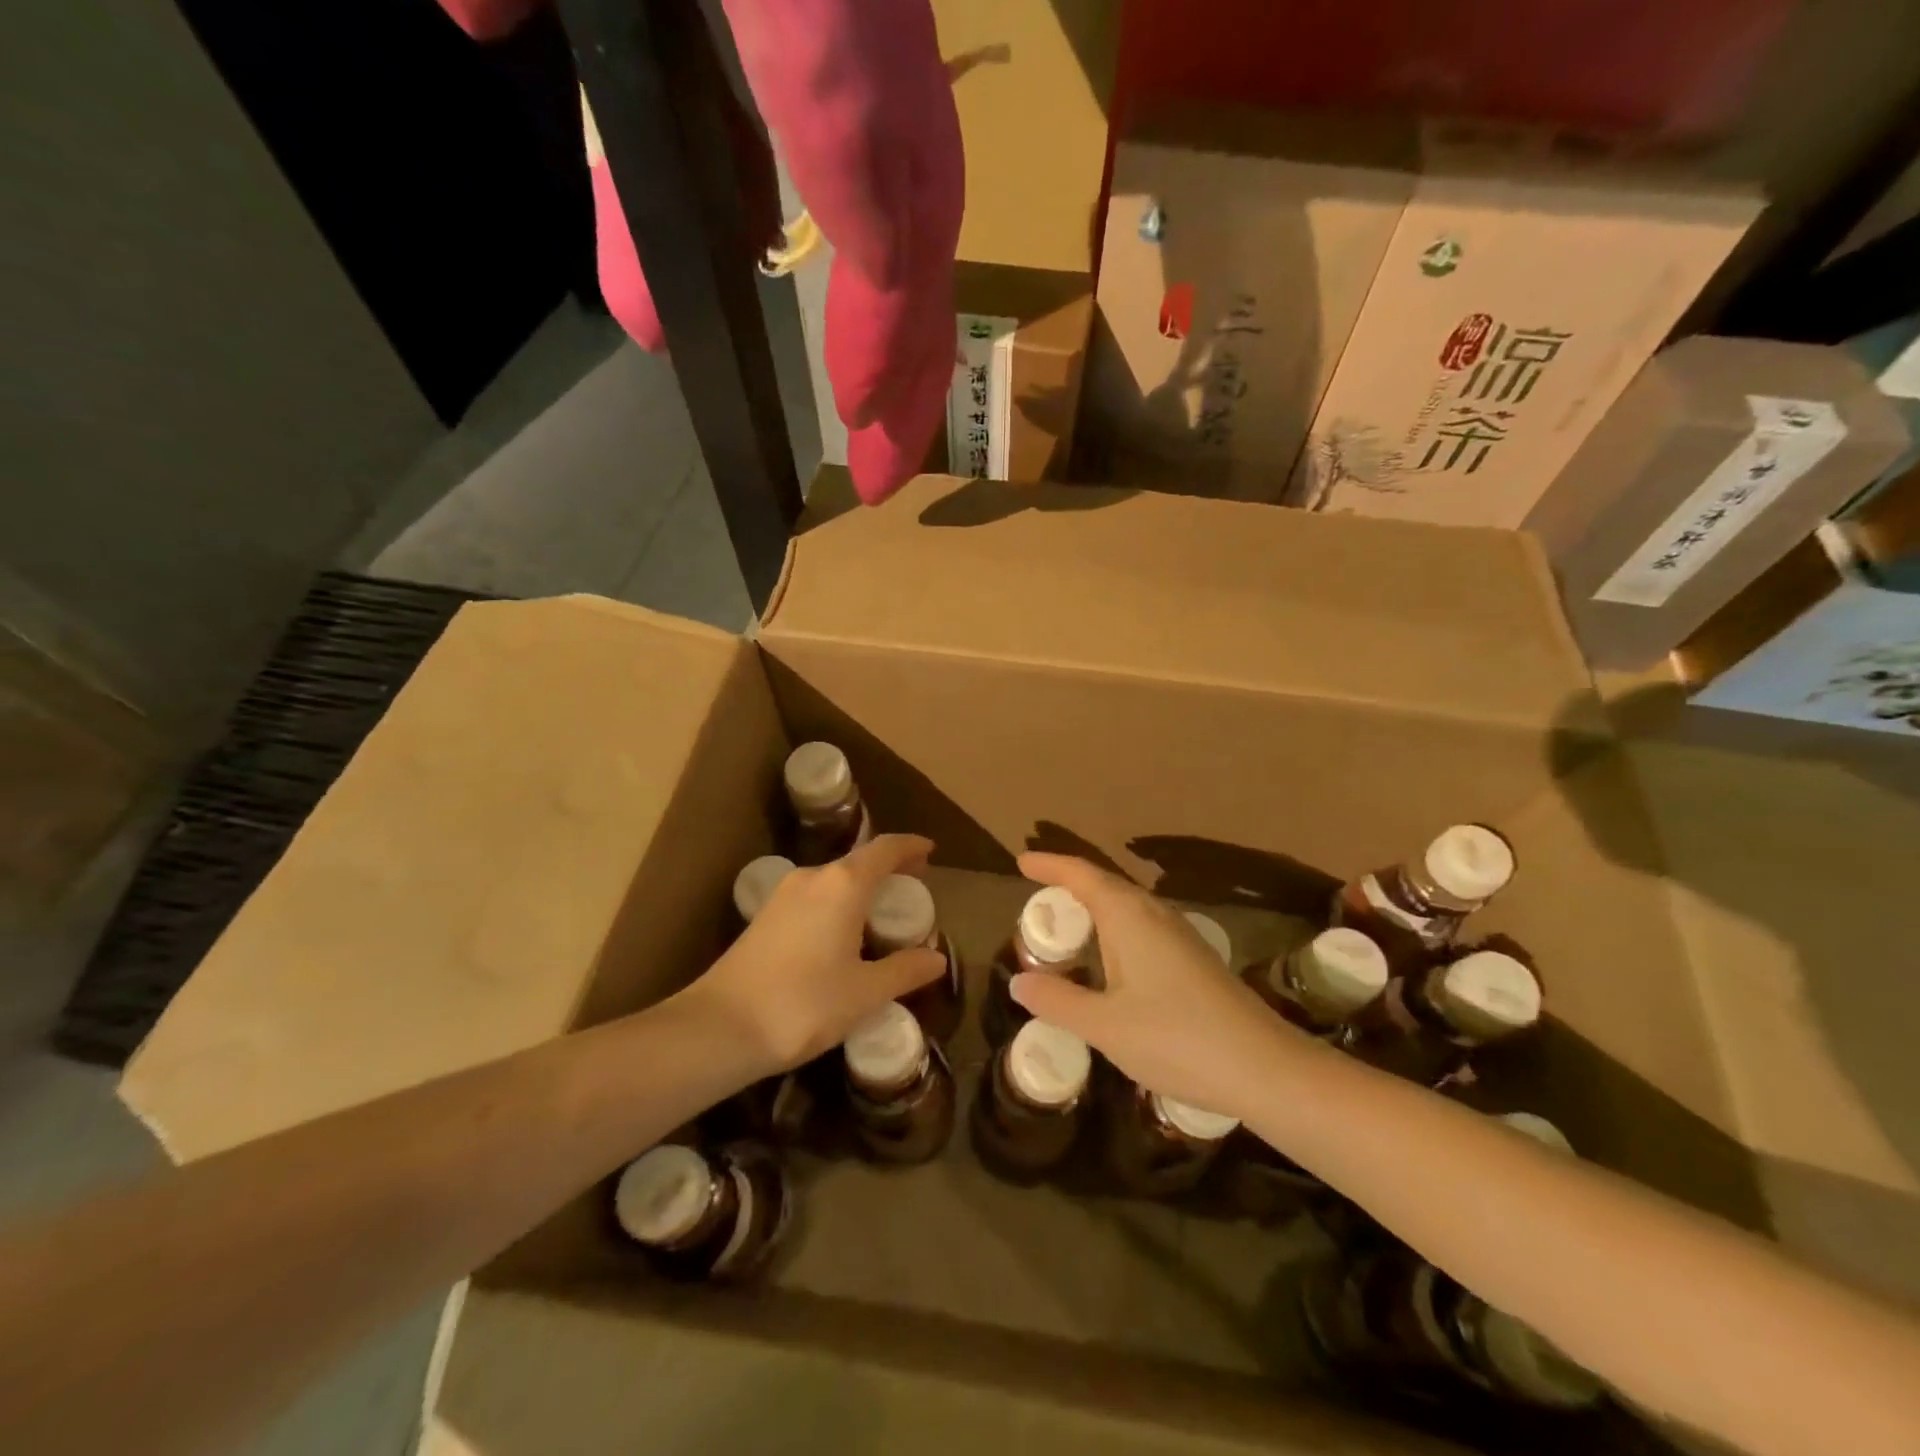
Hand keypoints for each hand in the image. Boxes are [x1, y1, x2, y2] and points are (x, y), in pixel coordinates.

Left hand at [685, 834, 945, 1074]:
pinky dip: (839, 903)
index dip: (911, 846)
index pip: (885, 849)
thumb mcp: (864, 993)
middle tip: (912, 890)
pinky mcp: (765, 916)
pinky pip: (815, 896)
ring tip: (881, 917)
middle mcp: (813, 877)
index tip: (930, 851)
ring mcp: (784, 895)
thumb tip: (937, 958)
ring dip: (862, 889)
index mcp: (843, 884)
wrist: (720, 1028)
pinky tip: (843, 937)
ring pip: (834, 879)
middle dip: (889, 870)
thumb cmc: (803, 1004)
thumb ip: (904, 970)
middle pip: (859, 861)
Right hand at [1009, 852, 1306, 1122]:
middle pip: (1105, 884)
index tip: (1021, 861)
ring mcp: (1179, 936)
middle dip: (1069, 881)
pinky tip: (1109, 959)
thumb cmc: (1177, 1039)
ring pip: (1126, 905)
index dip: (1050, 865)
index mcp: (1129, 917)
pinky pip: (1141, 925)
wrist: (1266, 1068)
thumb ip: (1058, 1000)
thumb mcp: (1105, 1026)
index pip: (1082, 875)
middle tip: (1037, 890)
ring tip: (1066, 920)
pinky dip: (1113, 928)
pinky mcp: (1194, 959)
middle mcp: (1155, 915)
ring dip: (1093, 905)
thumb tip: (1019, 981)